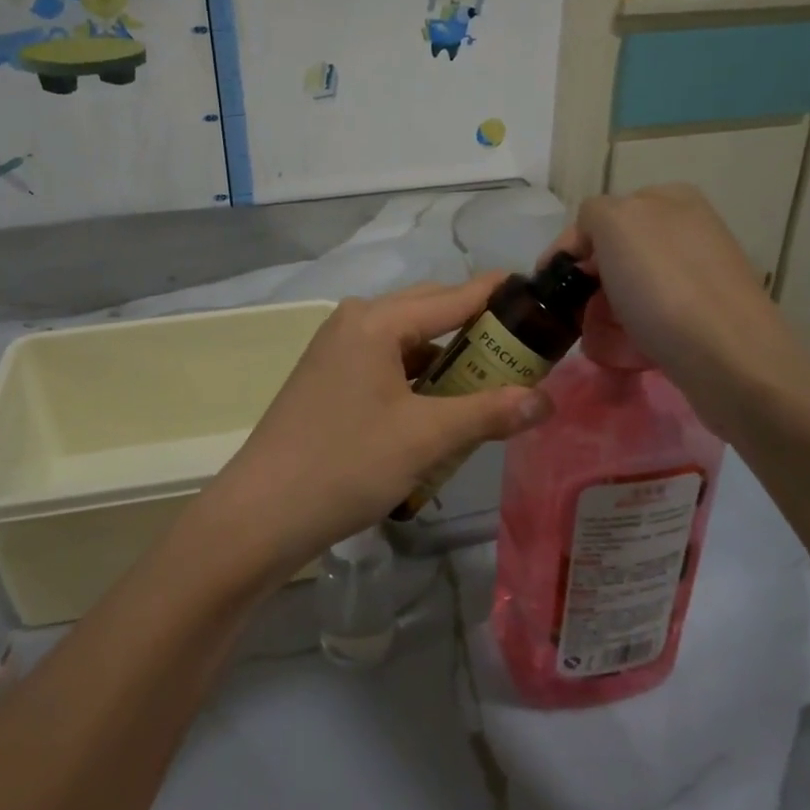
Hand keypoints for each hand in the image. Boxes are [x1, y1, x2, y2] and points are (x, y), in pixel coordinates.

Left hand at [188, 276, 553, 579]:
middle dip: (476, 331)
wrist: (262, 513)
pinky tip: (440, 409)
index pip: (453, 295)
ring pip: (408, 342)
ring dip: (447, 360)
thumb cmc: (346, 464)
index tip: (541, 299)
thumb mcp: (426, 438)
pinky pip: (386, 365)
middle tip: (524, 355)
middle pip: (429, 312)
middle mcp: (354, 323)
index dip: (498, 295)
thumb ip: (489, 412)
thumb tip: (547, 400)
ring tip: (490, 387)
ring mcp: (337, 351)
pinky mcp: (329, 379)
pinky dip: (418, 380)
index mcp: (376, 321)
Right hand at [554, 185, 809, 439]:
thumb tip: (591, 243)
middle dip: (589, 284)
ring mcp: (699, 273)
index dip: (570, 249)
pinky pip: (651, 317)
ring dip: (605, 313)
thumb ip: (593, 214)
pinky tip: (628, 350)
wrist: (728, 359)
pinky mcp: (705, 315)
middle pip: (614, 254)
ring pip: (629, 289)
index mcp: (670, 199)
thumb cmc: (664, 286)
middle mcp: (688, 229)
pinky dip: (631, 334)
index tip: (550, 285)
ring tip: (599, 340)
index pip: (599, 217)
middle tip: (574, 315)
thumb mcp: (615, 223)